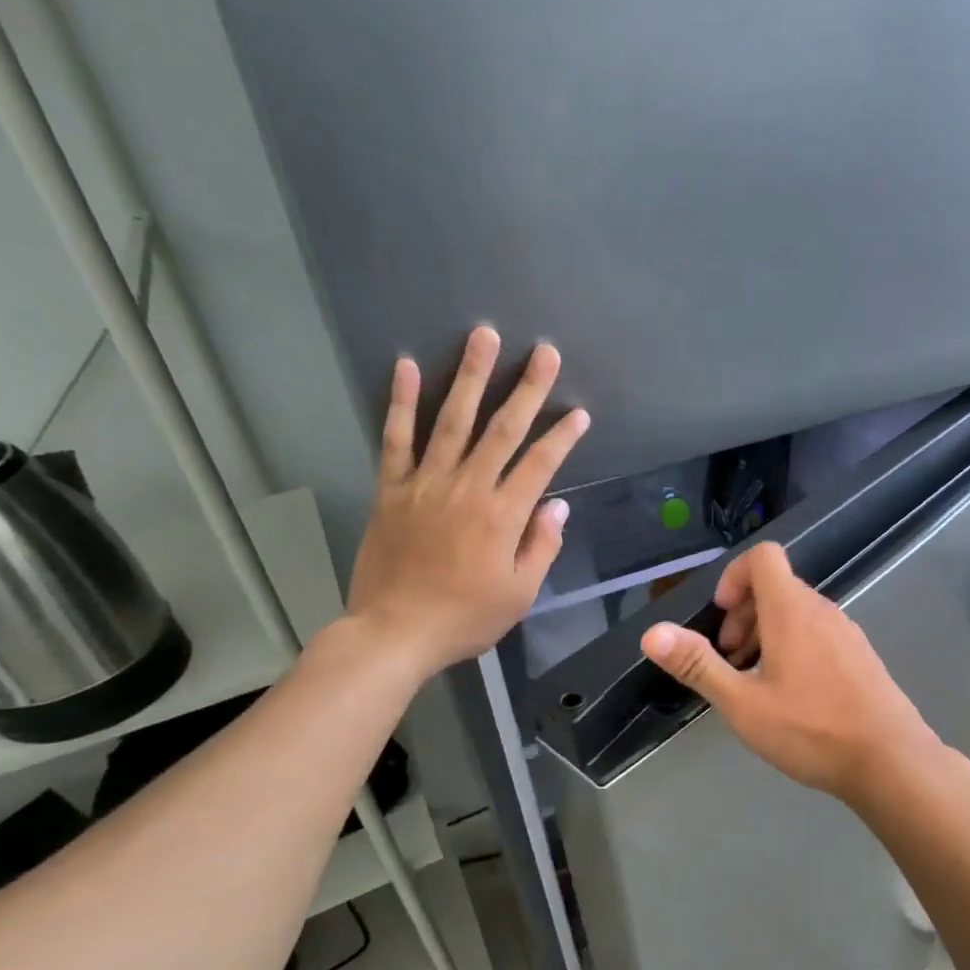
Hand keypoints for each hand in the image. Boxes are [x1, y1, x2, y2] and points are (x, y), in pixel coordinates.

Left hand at [347, 325, 589, 681]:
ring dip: (470, 376)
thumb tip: (557, 505)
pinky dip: (402, 402)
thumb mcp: (519, 593)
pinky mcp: (391, 489)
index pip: (540, 464)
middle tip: (544, 352)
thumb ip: (541, 546)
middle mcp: (467, 488)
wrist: (395, 632)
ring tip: (484, 336)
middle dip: (527, 388)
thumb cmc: (466, 617)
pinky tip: (408, 366)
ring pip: (452, 421)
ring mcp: (425, 484)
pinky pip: (395, 439)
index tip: (578, 411)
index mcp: (502, 515)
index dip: (562, 436)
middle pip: (502, 430)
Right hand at [638, 543, 941, 803]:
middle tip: (731, 660)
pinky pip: (818, 632)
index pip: (763, 556)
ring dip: (766, 634)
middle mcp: (822, 610)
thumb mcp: (743, 703)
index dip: (734, 576)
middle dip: (743, 615)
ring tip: (755, 682)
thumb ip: (698, 665)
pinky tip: (791, 696)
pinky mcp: (860, 655)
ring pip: (797, 612)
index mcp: (792, 610)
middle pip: (776, 586)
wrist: (890, 760)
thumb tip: (653, 634)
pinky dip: (793, 646)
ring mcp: (846, 631)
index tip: (721, 617)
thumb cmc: (811, 730)